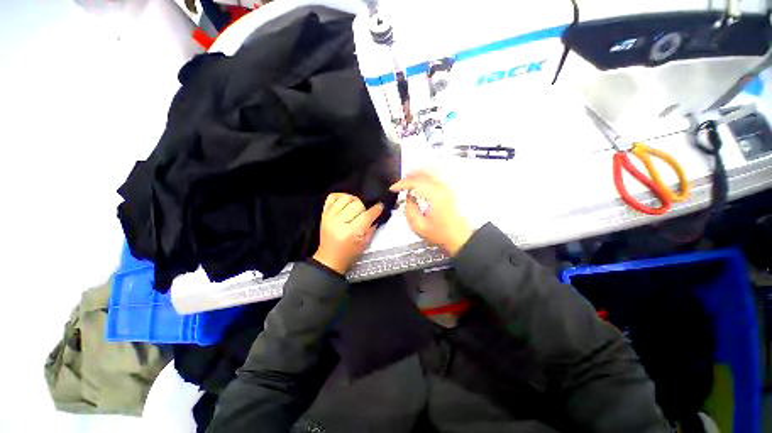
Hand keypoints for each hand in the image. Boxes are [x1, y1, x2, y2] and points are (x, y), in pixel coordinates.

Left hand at [313, 193, 383, 274]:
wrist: (330, 258)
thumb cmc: (348, 253)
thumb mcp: (365, 243)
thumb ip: (372, 227)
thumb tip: (377, 213)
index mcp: (350, 232)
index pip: (366, 215)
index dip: (376, 209)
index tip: (380, 206)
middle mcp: (338, 222)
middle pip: (357, 204)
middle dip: (364, 208)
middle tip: (365, 214)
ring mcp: (329, 216)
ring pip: (346, 198)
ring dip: (354, 201)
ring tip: (356, 208)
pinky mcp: (324, 213)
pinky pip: (333, 197)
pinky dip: (341, 196)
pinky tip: (346, 202)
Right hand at [390, 170, 472, 255]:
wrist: (460, 237)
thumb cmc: (441, 234)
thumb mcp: (419, 226)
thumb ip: (410, 209)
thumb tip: (408, 197)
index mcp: (434, 196)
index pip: (415, 182)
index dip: (401, 183)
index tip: (394, 188)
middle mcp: (442, 188)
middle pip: (424, 172)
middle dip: (409, 175)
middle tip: (401, 183)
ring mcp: (448, 188)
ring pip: (432, 171)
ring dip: (418, 173)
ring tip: (409, 180)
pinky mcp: (450, 190)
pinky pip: (437, 176)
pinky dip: (427, 176)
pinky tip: (421, 183)